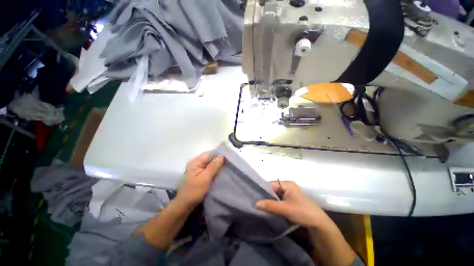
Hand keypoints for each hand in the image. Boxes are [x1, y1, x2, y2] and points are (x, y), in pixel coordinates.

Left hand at [176, 152, 223, 207]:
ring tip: (227, 166)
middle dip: (218, 159)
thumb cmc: (194, 192)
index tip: (228, 157)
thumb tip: (222, 156)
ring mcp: (198, 168)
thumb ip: (213, 167)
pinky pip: (209, 168)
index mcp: (195, 162)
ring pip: (210, 163)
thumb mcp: (205, 179)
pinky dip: (214, 169)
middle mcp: (196, 163)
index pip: (209, 154)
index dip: (218, 154)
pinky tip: (220, 171)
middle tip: (229, 162)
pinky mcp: (200, 173)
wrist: (185, 205)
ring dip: (217, 165)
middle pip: (209, 157)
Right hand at [255, 181, 332, 228]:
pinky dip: (274, 205)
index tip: (254, 196)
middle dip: (265, 196)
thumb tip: (255, 204)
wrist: (319, 224)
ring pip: (275, 196)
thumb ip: (270, 205)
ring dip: (269, 201)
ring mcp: (289, 194)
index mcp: (287, 184)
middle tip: (256, 202)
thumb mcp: (285, 209)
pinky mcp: (290, 202)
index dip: (262, 190)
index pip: (271, 184)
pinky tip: (268, 210)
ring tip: (260, 206)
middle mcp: (287, 187)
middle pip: (272, 190)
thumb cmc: (302, 212)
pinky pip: (279, 201)